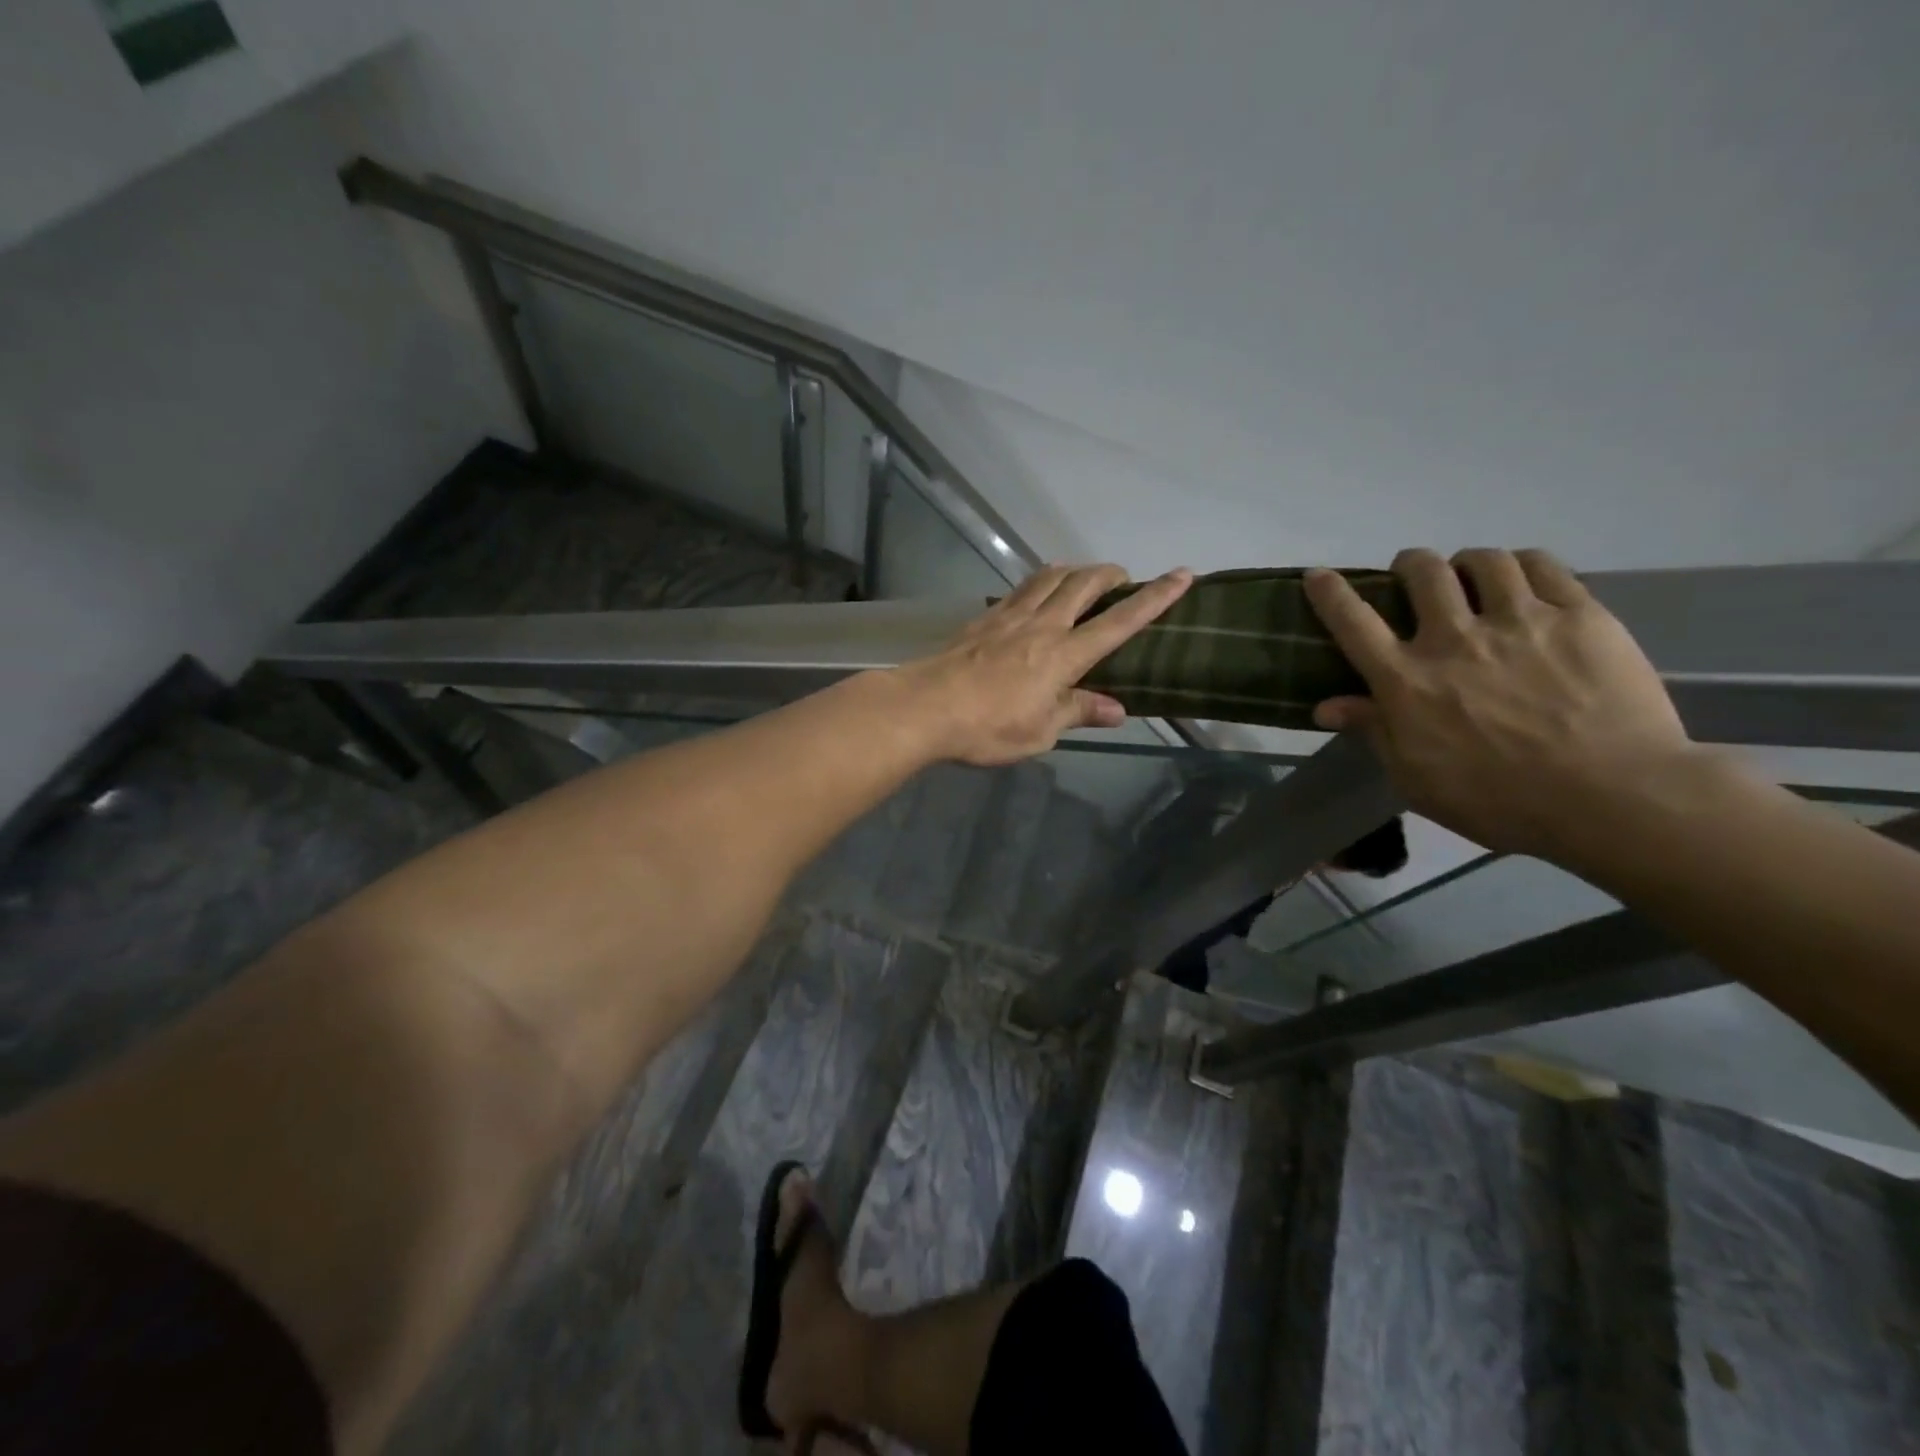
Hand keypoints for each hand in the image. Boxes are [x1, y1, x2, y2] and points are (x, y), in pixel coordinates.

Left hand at [892, 564, 1193, 766]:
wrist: (925, 707)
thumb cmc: (987, 727)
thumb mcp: (1040, 732)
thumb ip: (1078, 712)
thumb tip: (1117, 709)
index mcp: (1064, 655)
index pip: (1120, 621)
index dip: (1155, 598)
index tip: (1182, 575)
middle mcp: (1042, 625)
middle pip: (1084, 583)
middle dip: (1110, 573)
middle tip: (1123, 578)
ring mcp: (1009, 616)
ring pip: (1050, 577)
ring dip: (1074, 570)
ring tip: (1083, 579)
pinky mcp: (984, 618)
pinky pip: (1020, 589)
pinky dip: (1039, 583)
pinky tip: (1036, 595)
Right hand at [1304, 548, 1700, 858]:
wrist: (1613, 798)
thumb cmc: (1499, 800)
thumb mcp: (1416, 778)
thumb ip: (1374, 732)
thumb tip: (1326, 706)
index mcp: (1407, 680)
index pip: (1353, 622)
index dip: (1330, 593)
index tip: (1318, 575)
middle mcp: (1454, 638)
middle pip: (1421, 572)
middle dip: (1409, 566)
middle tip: (1415, 577)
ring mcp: (1520, 621)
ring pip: (1482, 560)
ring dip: (1467, 563)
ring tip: (1474, 577)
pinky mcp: (1580, 615)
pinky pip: (1542, 565)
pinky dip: (1522, 564)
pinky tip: (1523, 580)